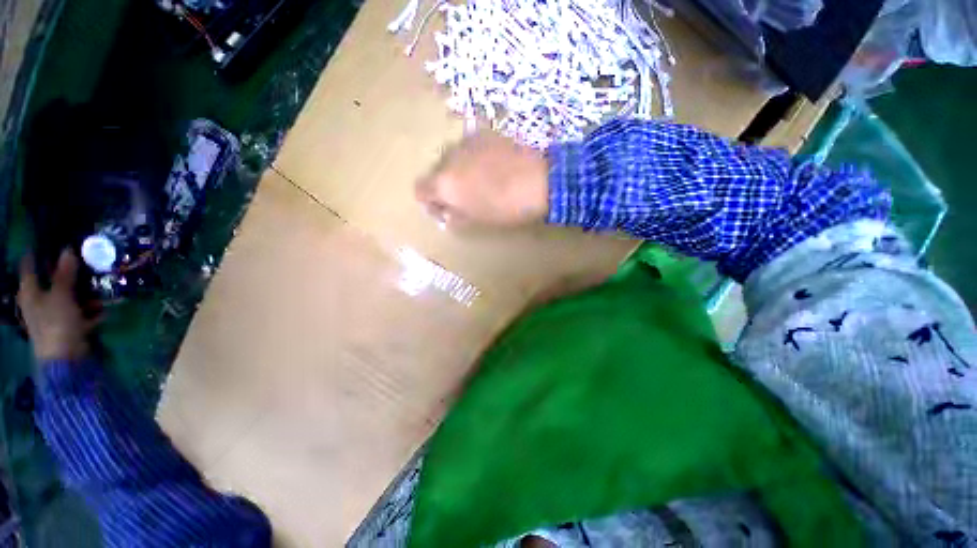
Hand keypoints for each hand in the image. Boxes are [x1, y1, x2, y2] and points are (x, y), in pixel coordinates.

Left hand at [18, 250, 98, 361]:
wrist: (65, 358)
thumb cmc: (56, 323)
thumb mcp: (61, 295)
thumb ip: (65, 273)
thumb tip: (68, 249)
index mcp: (30, 292)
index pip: (30, 266)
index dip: (39, 253)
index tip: (52, 242)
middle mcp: (38, 301)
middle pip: (52, 281)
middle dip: (68, 272)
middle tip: (83, 260)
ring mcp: (53, 314)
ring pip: (69, 296)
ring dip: (84, 291)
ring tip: (100, 284)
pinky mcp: (67, 325)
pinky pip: (80, 311)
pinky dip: (92, 308)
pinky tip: (105, 307)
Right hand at [416, 130, 549, 228]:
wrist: (538, 180)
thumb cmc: (505, 208)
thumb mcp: (476, 219)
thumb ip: (454, 216)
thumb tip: (445, 213)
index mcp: (443, 183)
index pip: (419, 189)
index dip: (429, 202)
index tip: (444, 209)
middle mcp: (447, 157)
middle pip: (435, 172)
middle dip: (444, 186)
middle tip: (464, 197)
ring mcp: (464, 141)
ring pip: (451, 158)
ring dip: (458, 170)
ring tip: (480, 180)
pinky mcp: (483, 133)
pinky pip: (468, 148)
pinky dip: (471, 158)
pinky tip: (490, 166)